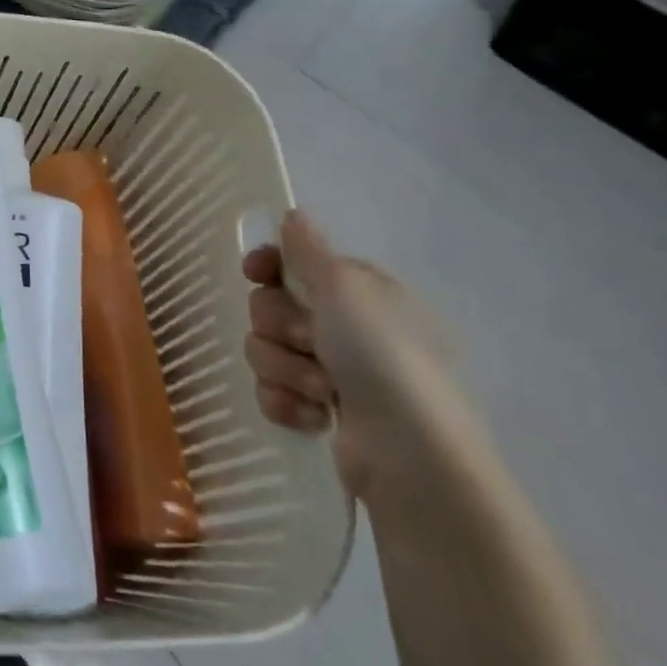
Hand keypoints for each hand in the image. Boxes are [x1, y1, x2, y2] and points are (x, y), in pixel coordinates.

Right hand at [242, 210, 469, 499]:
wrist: (410, 453)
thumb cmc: (381, 356)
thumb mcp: (346, 288)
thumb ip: (309, 249)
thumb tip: (293, 213)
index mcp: (356, 291)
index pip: (292, 262)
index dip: (267, 266)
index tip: (256, 273)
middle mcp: (343, 326)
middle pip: (269, 306)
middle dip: (280, 326)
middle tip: (311, 342)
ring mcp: (330, 370)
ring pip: (265, 350)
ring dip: (285, 368)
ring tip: (321, 390)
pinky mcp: (316, 410)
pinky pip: (271, 391)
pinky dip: (286, 403)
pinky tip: (314, 416)